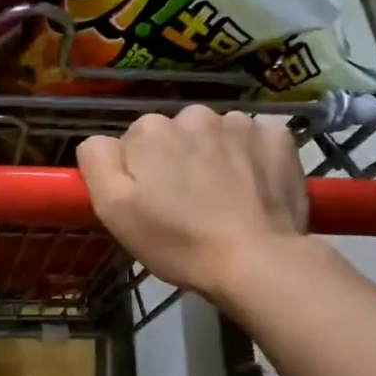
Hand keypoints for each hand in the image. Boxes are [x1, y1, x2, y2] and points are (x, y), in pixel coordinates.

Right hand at [77, 106, 308, 297]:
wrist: (255, 261)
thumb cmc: (176, 241)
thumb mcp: (113, 210)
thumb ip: (97, 162)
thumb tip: (100, 141)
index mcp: (150, 131)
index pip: (132, 142)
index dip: (138, 173)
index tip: (150, 203)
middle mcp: (193, 115)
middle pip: (175, 134)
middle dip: (176, 160)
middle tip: (185, 204)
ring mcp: (240, 122)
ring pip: (214, 135)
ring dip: (213, 156)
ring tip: (222, 197)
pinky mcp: (278, 136)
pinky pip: (254, 137)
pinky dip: (251, 155)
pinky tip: (252, 185)